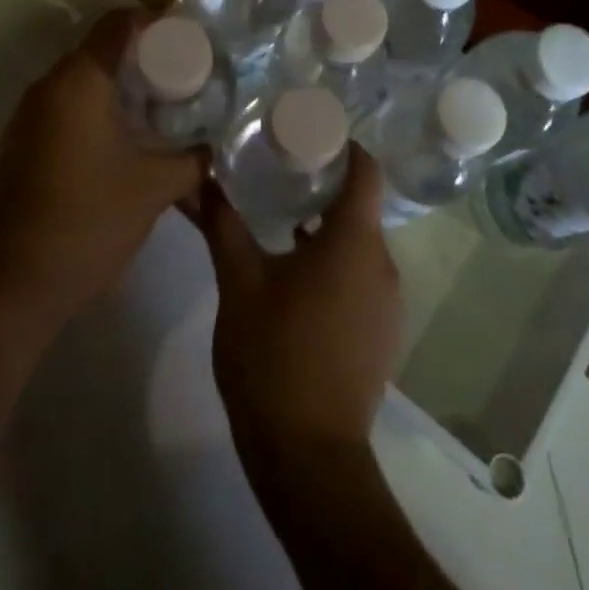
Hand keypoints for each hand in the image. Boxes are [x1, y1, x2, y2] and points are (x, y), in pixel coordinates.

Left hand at [0, 8, 206, 331]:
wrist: (15, 281)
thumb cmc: (90, 220)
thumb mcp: (156, 187)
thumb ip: (194, 158)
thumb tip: (217, 145)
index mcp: (80, 81)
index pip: (118, 23)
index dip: (154, 21)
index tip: (186, 38)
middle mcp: (49, 85)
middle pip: (99, 47)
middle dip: (141, 55)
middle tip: (180, 74)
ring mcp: (28, 113)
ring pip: (80, 77)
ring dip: (116, 83)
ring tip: (157, 105)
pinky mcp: (21, 140)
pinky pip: (64, 103)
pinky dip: (94, 105)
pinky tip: (121, 137)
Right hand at [195, 148, 401, 470]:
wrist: (309, 459)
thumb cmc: (274, 356)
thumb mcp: (239, 282)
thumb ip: (222, 223)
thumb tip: (201, 178)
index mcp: (354, 242)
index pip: (365, 169)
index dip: (340, 144)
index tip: (304, 131)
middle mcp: (382, 264)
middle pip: (360, 204)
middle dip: (322, 182)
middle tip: (278, 165)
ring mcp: (387, 302)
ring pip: (358, 242)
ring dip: (324, 224)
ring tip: (279, 212)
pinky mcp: (381, 332)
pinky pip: (361, 274)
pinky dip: (333, 259)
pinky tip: (293, 267)